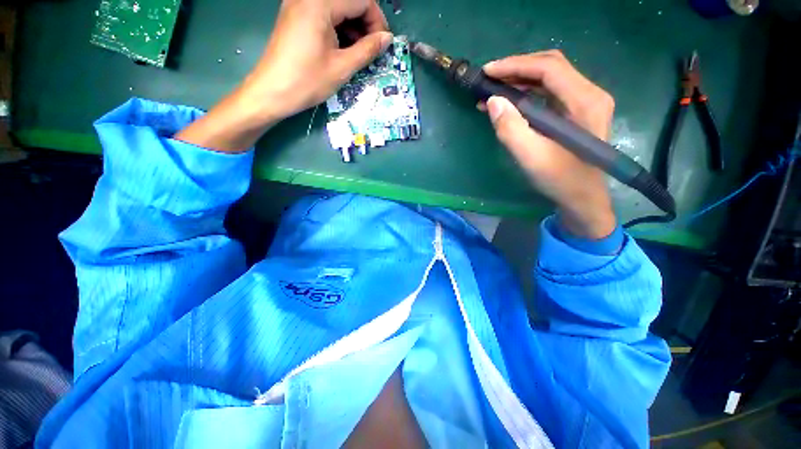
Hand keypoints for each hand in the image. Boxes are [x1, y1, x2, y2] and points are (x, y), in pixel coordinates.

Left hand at [243, 0, 391, 120]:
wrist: (271, 92)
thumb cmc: (307, 81)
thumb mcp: (342, 67)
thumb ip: (367, 49)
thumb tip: (387, 39)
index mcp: (320, 4)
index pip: (362, 0)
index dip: (377, 21)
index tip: (382, 45)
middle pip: (349, 1)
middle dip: (365, 23)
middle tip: (371, 50)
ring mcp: (299, 4)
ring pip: (337, 8)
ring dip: (353, 27)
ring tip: (357, 53)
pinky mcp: (295, 15)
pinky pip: (324, 14)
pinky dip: (338, 28)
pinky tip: (342, 48)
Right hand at [482, 50, 616, 239]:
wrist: (582, 198)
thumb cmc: (560, 180)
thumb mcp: (531, 157)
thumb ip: (511, 129)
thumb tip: (492, 101)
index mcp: (584, 102)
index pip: (549, 68)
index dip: (516, 65)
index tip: (488, 71)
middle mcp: (590, 94)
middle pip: (551, 67)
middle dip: (517, 69)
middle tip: (489, 78)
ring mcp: (585, 102)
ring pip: (550, 78)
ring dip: (520, 81)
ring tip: (493, 90)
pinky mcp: (577, 111)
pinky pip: (550, 93)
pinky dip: (527, 93)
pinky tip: (509, 102)